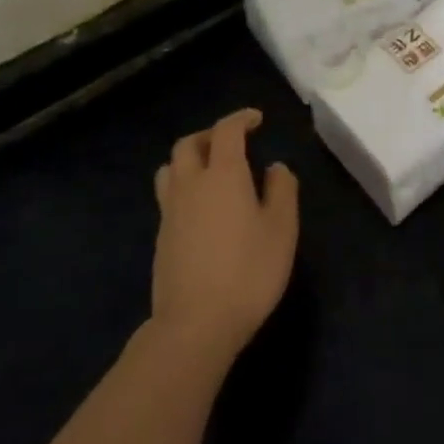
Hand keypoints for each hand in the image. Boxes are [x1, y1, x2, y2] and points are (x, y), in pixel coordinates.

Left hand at [151, 109, 298, 362]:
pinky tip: (201, 208)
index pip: (226, 131)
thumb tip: (275, 167)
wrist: (195, 325)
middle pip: (189, 144)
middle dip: (210, 135)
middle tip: (232, 142)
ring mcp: (170, 211)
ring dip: (189, 159)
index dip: (241, 119)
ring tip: (209, 170)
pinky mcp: (161, 238)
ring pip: (170, 168)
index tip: (257, 119)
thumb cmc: (248, 272)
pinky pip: (168, 196)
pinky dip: (183, 187)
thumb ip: (282, 190)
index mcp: (223, 174)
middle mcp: (191, 184)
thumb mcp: (281, 229)